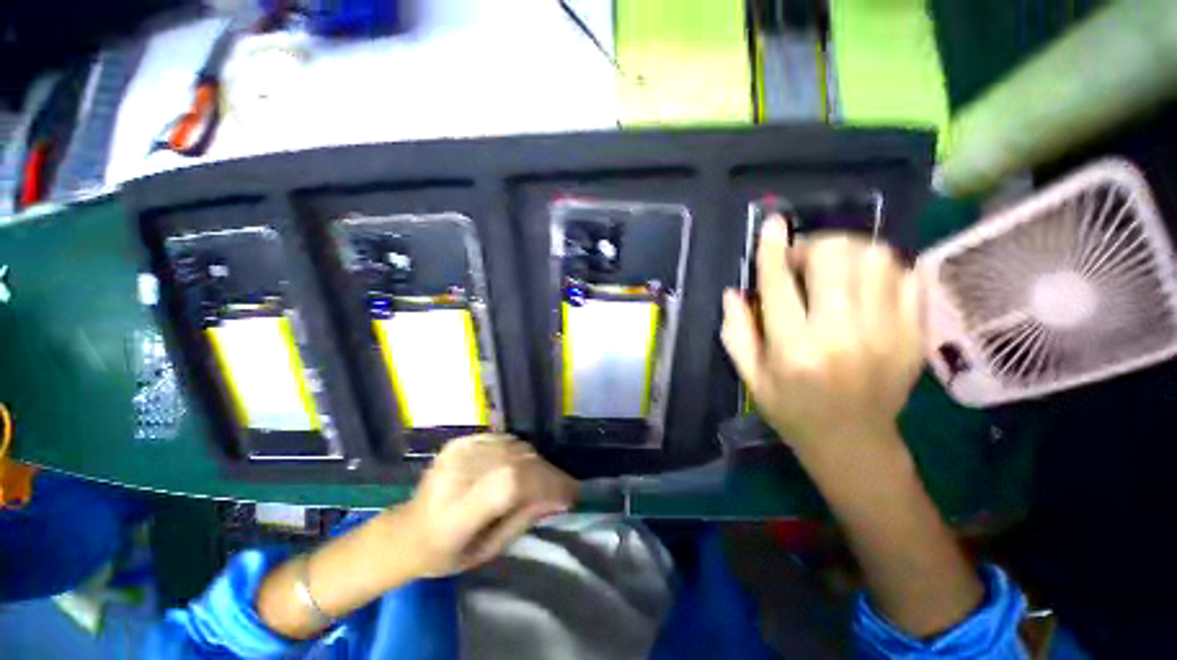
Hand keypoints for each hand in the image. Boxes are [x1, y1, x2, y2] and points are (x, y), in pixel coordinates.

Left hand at [400, 434, 577, 576]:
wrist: (406, 531)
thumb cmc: (446, 554)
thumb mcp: (487, 550)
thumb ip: (523, 519)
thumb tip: (559, 496)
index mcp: (456, 513)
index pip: (509, 484)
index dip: (545, 484)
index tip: (569, 495)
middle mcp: (456, 475)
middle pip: (516, 461)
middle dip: (547, 474)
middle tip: (563, 488)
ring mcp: (457, 452)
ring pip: (515, 446)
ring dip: (536, 462)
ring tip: (543, 479)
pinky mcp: (460, 441)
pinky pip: (504, 439)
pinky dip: (520, 451)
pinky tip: (521, 465)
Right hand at [721, 218, 922, 464]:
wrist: (853, 442)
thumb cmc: (791, 409)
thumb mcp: (750, 376)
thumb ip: (736, 331)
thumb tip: (733, 291)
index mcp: (793, 349)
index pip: (779, 284)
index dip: (773, 249)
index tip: (772, 225)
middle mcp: (841, 335)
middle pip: (835, 258)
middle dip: (814, 246)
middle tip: (803, 260)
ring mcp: (886, 333)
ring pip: (875, 258)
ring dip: (849, 252)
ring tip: (834, 268)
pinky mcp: (913, 335)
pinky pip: (906, 276)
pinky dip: (882, 267)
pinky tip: (864, 282)